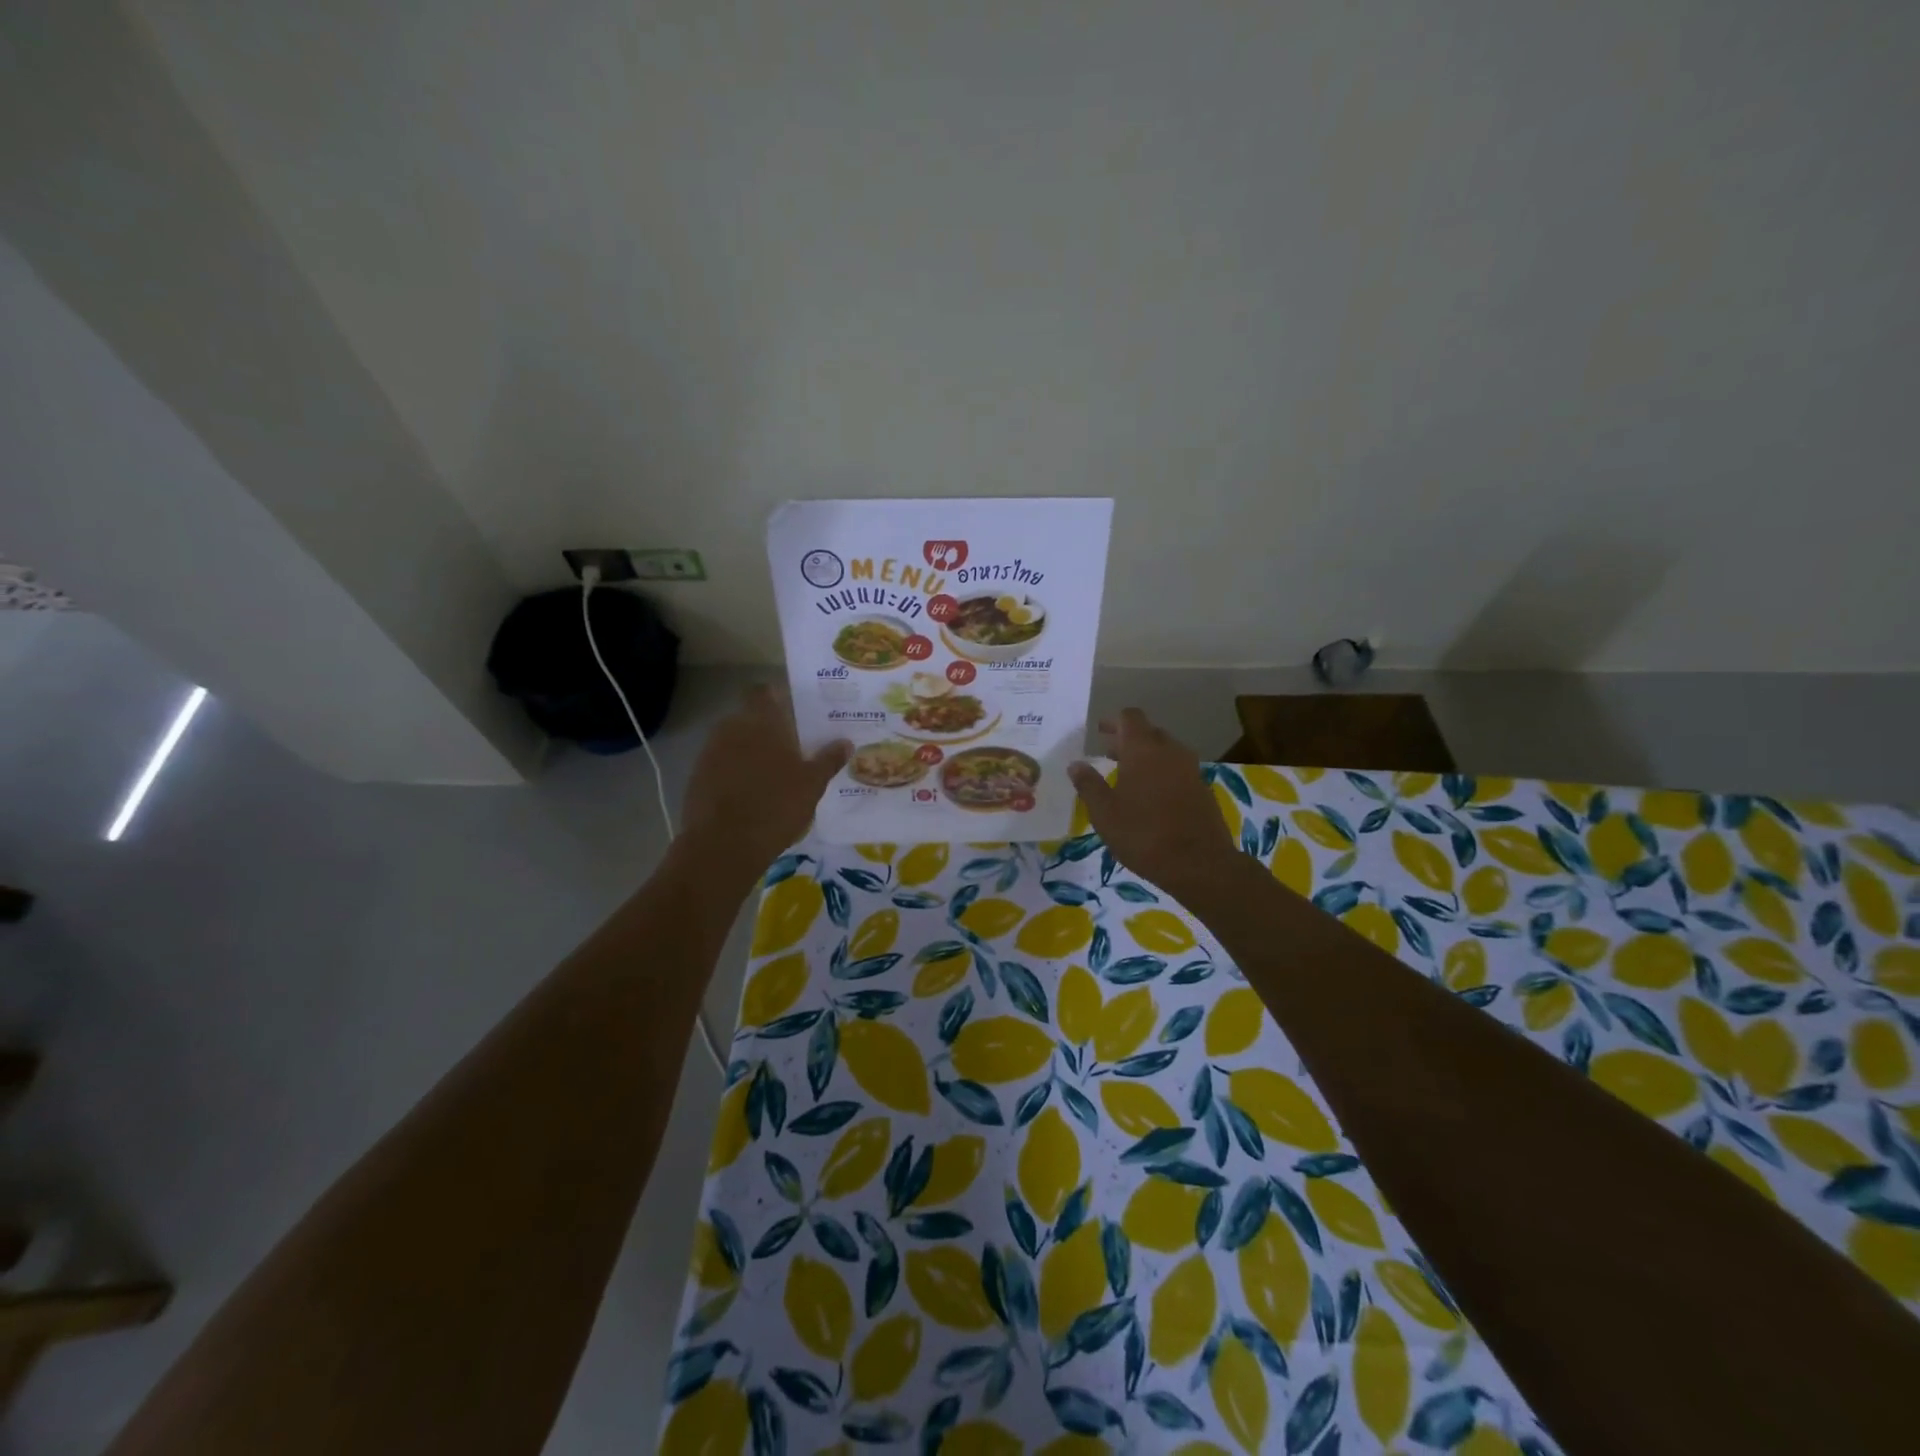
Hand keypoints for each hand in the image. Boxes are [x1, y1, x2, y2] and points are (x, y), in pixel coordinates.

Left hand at [682, 686, 849, 873]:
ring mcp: (710, 752)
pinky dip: (734, 773)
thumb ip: (828, 760)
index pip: (764, 692)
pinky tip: (750, 794)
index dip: (777, 697)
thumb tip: (846, 742)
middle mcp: (731, 728)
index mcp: (761, 722)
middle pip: (749, 717)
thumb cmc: (776, 806)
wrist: (723, 845)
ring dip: (750, 752)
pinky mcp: (696, 777)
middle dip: (767, 729)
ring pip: (734, 742)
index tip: (794, 712)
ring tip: (772, 774)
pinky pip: (721, 765)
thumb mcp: (812, 784)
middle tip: (791, 747)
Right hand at [1068, 709, 1239, 896]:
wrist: (1199, 863)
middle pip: (1149, 732)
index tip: (1100, 732)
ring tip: (1128, 777)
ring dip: (1147, 757)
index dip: (1114, 721)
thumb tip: (1076, 764)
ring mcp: (1191, 769)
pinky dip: (1162, 773)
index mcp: (1143, 750)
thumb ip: (1089, 785)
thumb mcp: (1104, 813)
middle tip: (1109, 755)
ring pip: (1166, 751)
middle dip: (1128, 739)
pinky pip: (1178, 770)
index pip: (1130, 717)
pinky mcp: (1202, 789)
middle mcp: (1170, 751)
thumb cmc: (1143, 834)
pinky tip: (1151, 797)